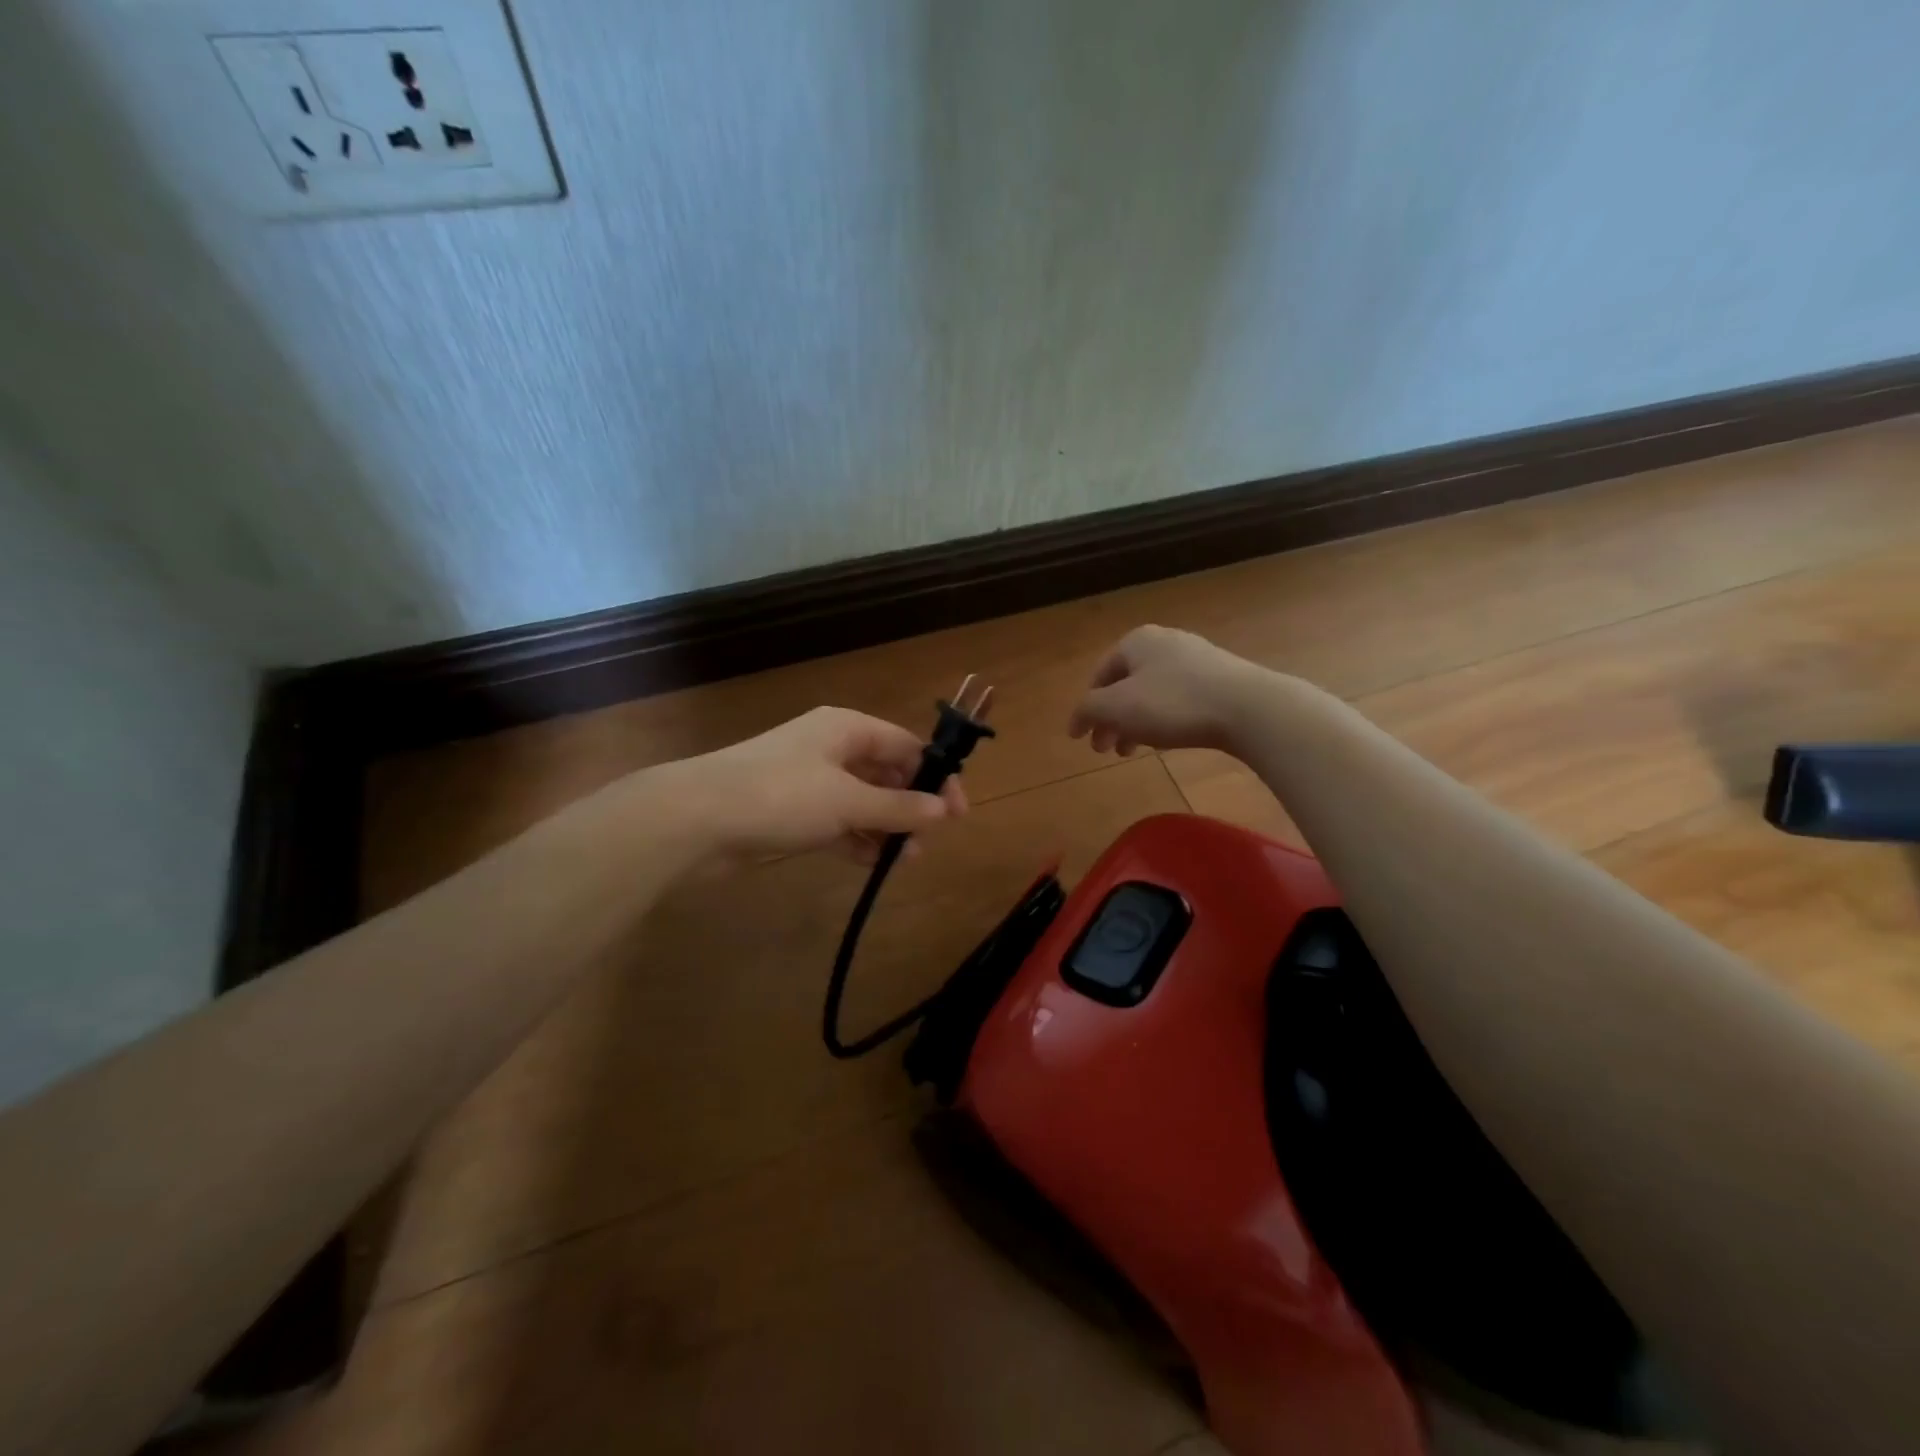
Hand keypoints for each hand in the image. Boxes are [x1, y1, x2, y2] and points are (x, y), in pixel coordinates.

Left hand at [649, 707, 966, 864]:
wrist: (697, 818)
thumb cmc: (781, 796)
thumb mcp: (847, 800)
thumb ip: (898, 807)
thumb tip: (945, 811)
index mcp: (848, 729)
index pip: (907, 746)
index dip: (936, 776)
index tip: (957, 813)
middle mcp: (832, 748)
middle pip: (887, 774)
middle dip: (911, 806)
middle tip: (927, 843)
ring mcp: (811, 781)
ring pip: (863, 801)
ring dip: (887, 827)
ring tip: (905, 860)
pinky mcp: (793, 811)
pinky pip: (839, 822)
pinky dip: (858, 838)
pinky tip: (874, 862)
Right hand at [1068, 625, 1262, 753]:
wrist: (1249, 708)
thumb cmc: (1172, 703)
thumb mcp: (1117, 708)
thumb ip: (1088, 711)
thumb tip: (1076, 721)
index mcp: (1136, 641)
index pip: (1099, 676)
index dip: (1087, 709)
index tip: (1082, 739)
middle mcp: (1165, 642)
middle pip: (1126, 685)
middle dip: (1111, 719)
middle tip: (1106, 750)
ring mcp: (1196, 658)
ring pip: (1152, 694)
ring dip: (1136, 723)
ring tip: (1133, 751)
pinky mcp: (1221, 678)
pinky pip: (1179, 699)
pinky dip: (1163, 719)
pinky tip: (1166, 740)